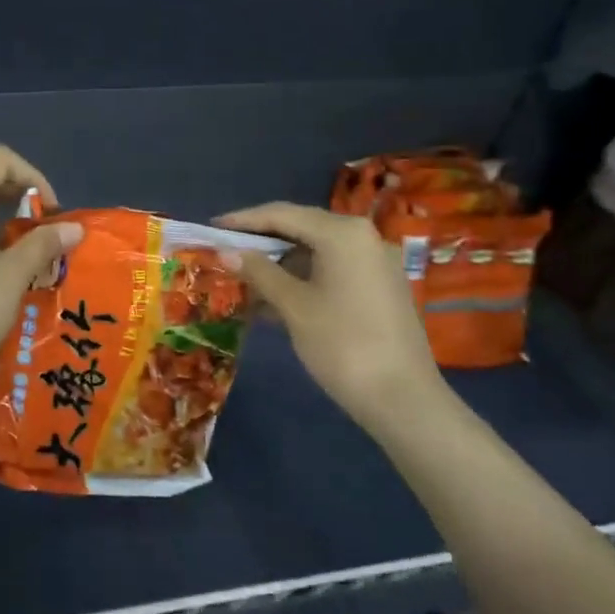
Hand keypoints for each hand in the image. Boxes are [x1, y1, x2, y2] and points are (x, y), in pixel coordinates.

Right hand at [215, 202, 451, 434]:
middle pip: (301, 228)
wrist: (402, 399)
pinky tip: (274, 300)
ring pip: (316, 252)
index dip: (243, 220)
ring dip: (280, 265)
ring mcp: (375, 262)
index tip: (212, 228)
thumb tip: (226, 251)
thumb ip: (259, 272)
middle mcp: (363, 237)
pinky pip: (332, 270)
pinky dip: (302, 279)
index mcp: (342, 233)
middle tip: (225, 252)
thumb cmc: (342, 344)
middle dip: (261, 242)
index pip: (282, 214)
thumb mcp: (293, 306)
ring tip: (244, 281)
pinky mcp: (380, 287)